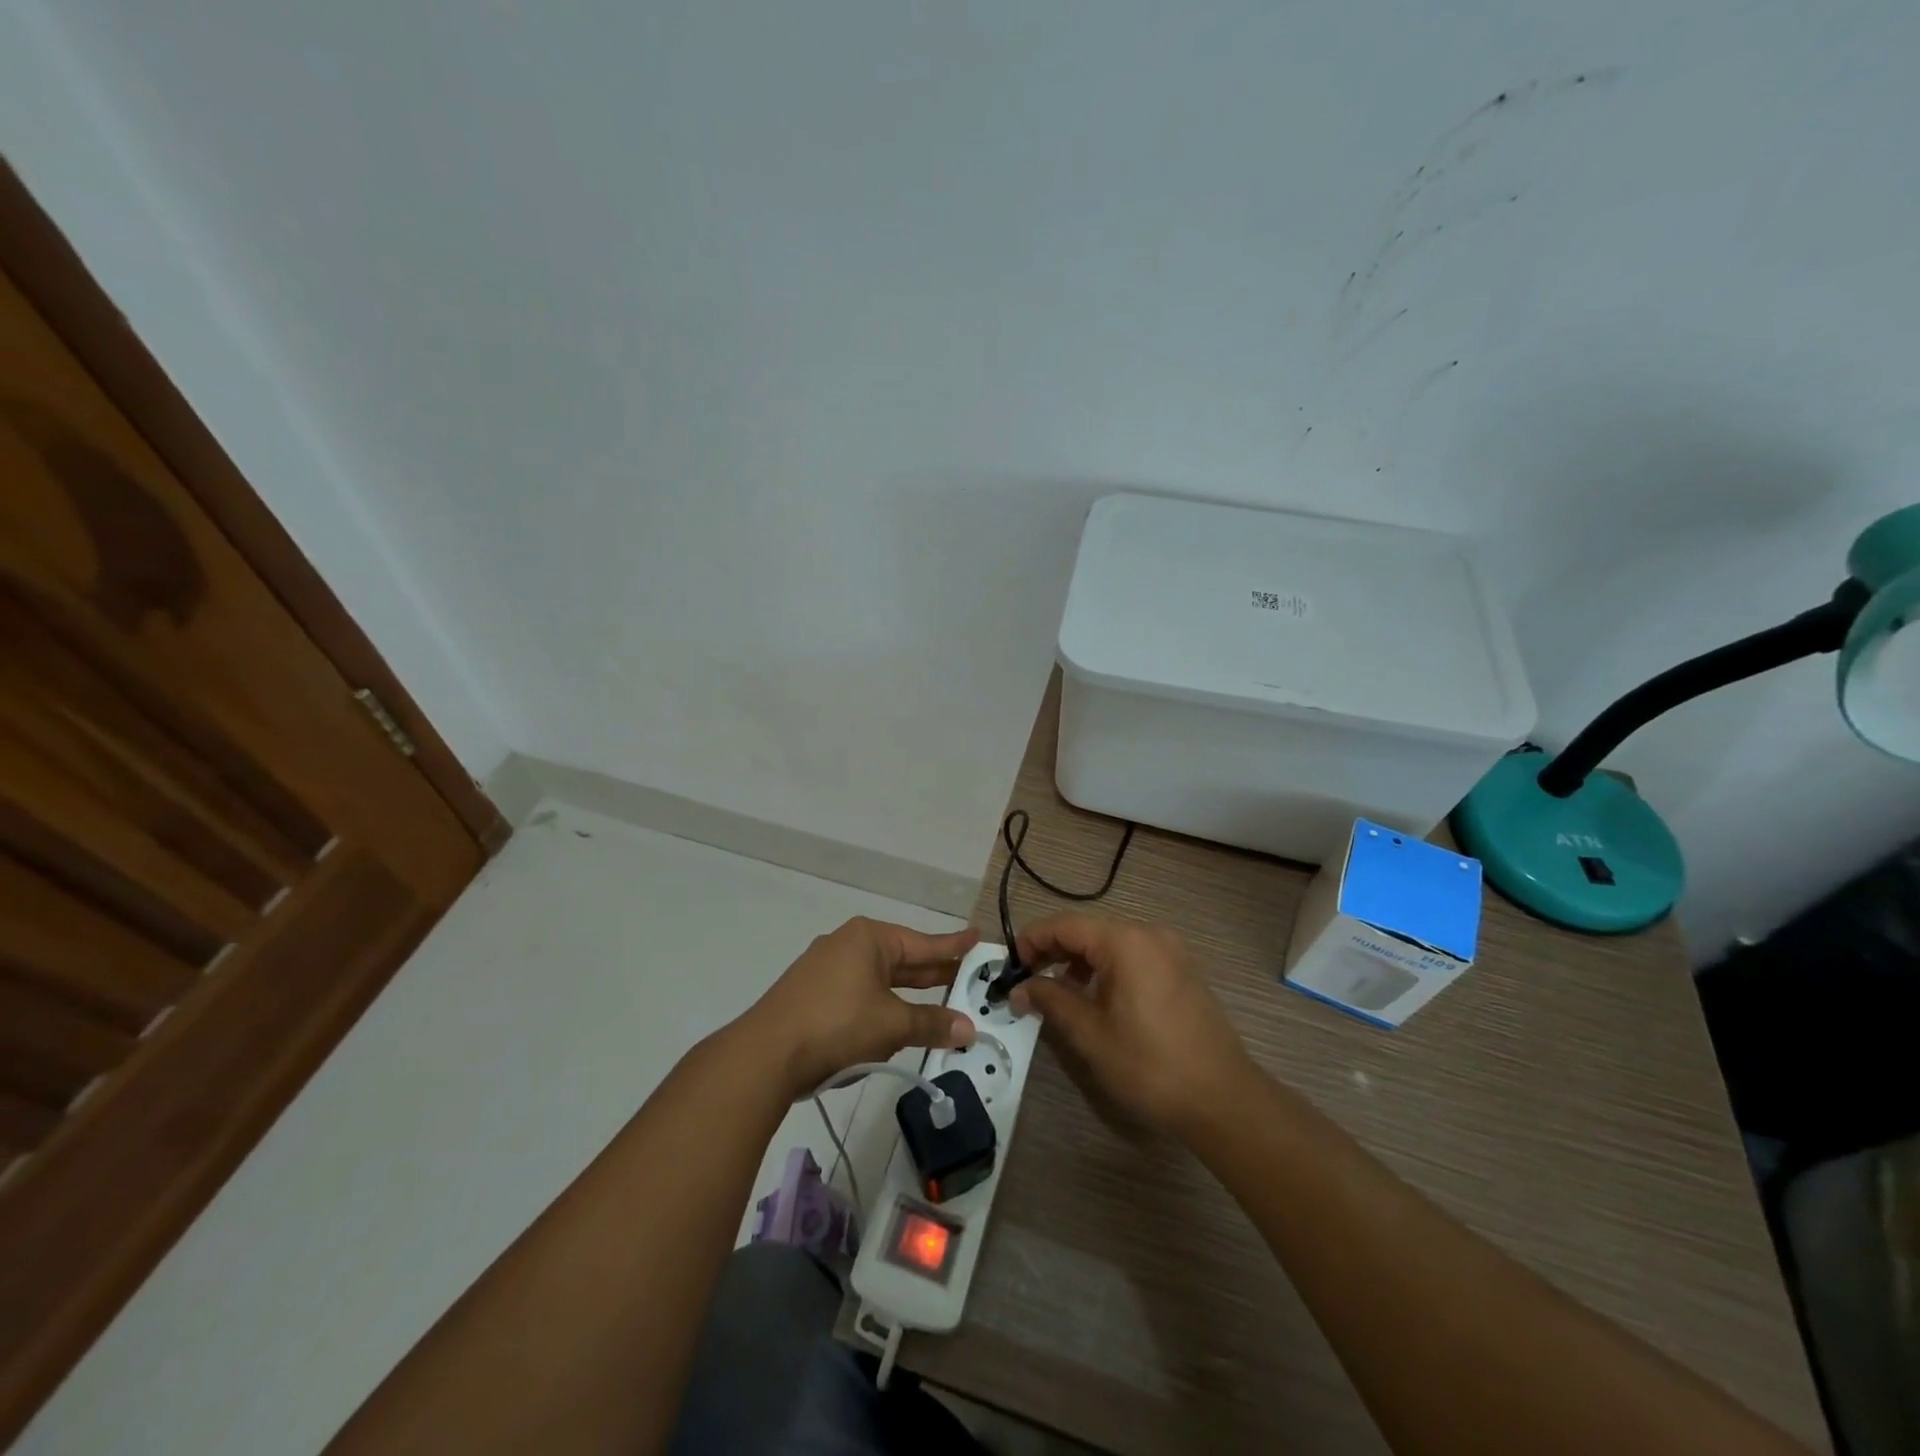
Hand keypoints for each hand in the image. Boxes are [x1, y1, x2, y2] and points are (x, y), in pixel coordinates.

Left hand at [742, 917, 978, 1098]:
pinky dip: (881, 1005)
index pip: (922, 942)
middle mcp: (847, 944)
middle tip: (965, 974)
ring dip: (907, 994)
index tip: (977, 937)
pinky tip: (893, 1022)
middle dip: (932, 971)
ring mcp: (826, 969)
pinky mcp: (812, 995)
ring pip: (879, 978)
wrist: (765, 1055)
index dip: (952, 944)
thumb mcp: (892, 1024)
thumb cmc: (836, 1024)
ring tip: (937, 999)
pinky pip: (859, 994)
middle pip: (901, 958)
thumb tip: (968, 1029)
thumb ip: (931, 1024)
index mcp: (869, 939)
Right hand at [1011, 914, 1254, 1135]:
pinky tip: (1095, 997)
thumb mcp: (1090, 1033)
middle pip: (1088, 930)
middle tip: (1026, 979)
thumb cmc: (1149, 1064)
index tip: (1009, 965)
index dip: (1032, 940)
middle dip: (1054, 950)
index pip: (1065, 925)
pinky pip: (1133, 956)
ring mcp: (1170, 950)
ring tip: (1057, 991)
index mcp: (1126, 941)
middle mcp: (1149, 934)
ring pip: (1110, 943)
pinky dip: (1106, 968)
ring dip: (1079, 960)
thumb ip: (1051, 1000)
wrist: (1222, 1098)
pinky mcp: (1181, 970)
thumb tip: (1020, 988)